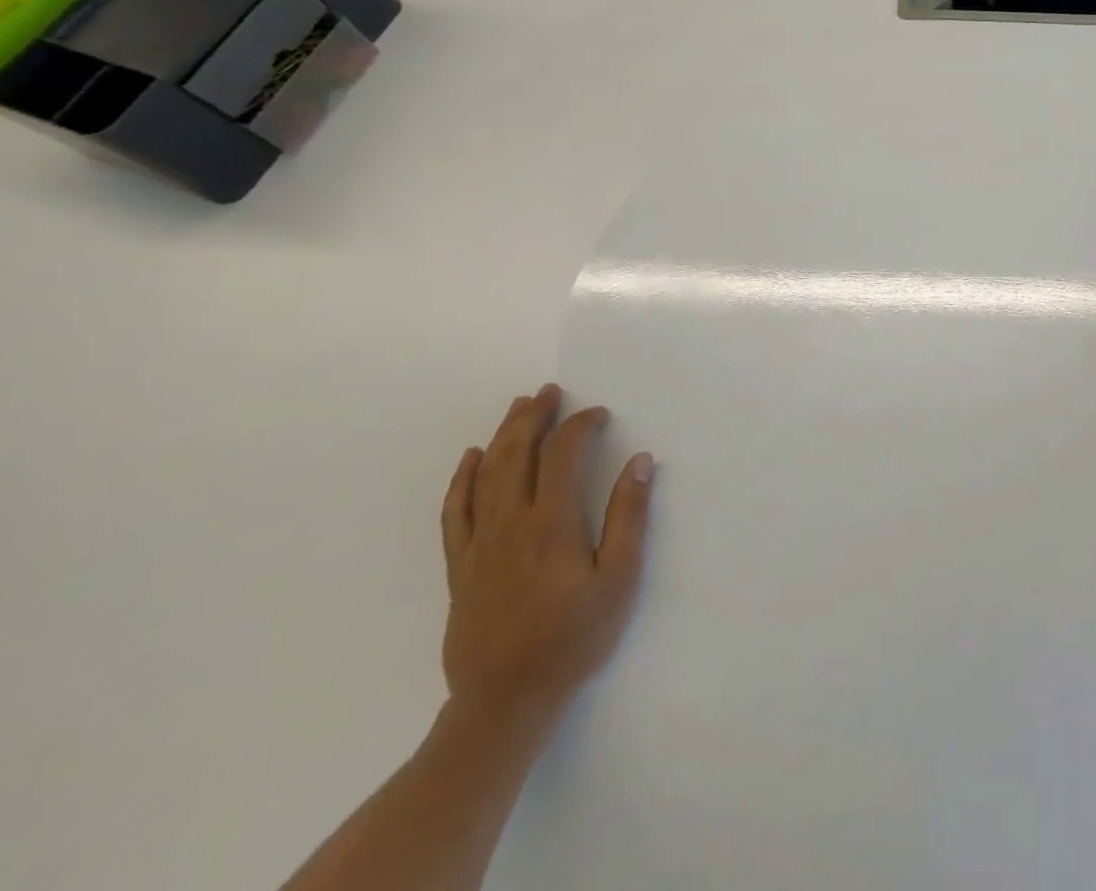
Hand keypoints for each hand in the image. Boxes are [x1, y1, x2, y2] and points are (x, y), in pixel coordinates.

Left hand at [439, 384, 654, 732]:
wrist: (506, 702)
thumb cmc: (574, 639)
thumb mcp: (619, 580)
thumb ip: (629, 516)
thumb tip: (640, 460)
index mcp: (552, 524)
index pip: (564, 455)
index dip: (581, 426)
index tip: (599, 414)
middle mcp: (510, 524)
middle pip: (519, 454)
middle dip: (535, 417)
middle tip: (549, 391)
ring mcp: (479, 544)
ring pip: (487, 474)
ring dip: (503, 435)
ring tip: (518, 407)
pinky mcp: (460, 567)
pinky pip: (455, 512)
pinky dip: (462, 479)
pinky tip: (471, 458)